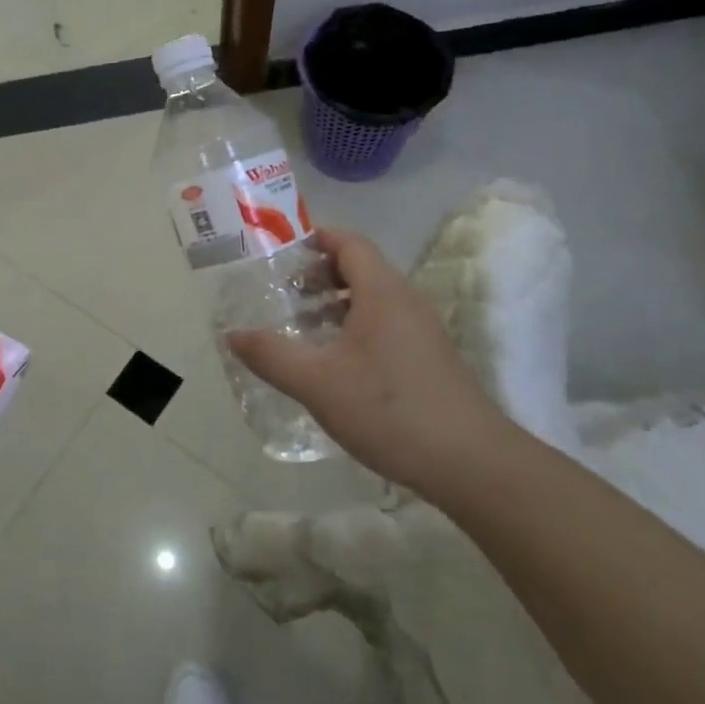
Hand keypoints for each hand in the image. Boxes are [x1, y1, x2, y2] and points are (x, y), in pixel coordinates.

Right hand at [227, 228, 504, 496]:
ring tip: (301, 325)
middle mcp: (405, 301)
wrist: (472, 464)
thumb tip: (233, 335)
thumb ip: (272, 355)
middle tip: (282, 292)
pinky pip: (384, 323)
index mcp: (382, 292)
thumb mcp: (318, 383)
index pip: (349, 242)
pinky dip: (353, 325)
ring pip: (372, 298)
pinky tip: (333, 361)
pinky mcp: (428, 358)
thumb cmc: (390, 410)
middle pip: (360, 267)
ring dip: (335, 302)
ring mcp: (422, 330)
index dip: (315, 239)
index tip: (279, 254)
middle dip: (319, 273)